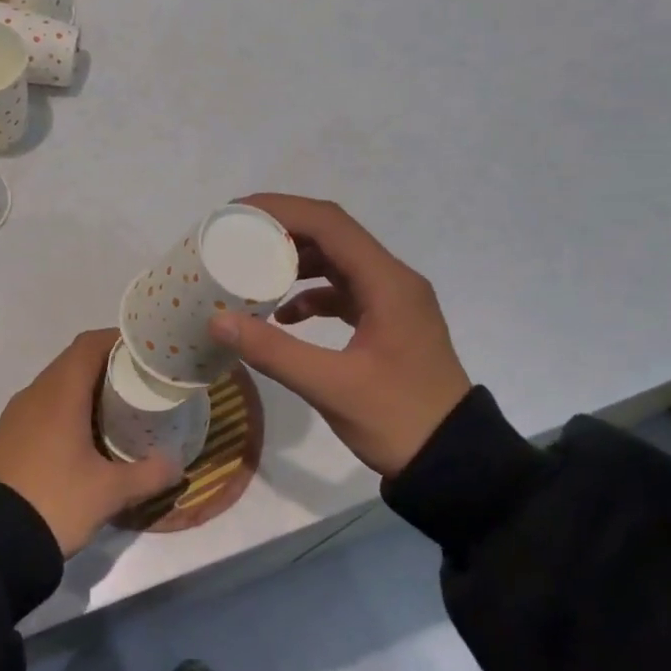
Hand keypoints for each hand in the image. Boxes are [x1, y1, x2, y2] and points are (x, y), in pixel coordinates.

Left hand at [0, 330, 180, 556]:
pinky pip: (42, 406)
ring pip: (56, 384)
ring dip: (85, 386)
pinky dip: (66, 407)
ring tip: (117, 406)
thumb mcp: (110, 492)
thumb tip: (178, 463)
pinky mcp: (8, 436)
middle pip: (73, 361)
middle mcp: (35, 394)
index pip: (89, 345)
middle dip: (107, 364)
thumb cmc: (56, 502)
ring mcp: (17, 415)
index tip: (145, 350)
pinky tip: (84, 435)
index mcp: (60, 394)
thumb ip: (149, 473)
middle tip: (139, 380)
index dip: (117, 339)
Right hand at [210, 195, 469, 478]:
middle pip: (333, 235)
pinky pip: (346, 291)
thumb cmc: (397, 419)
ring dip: (296, 261)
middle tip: (237, 236)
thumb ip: (274, 351)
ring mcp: (393, 301)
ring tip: (253, 269)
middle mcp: (393, 280)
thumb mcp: (331, 387)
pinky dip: (313, 294)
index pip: (330, 224)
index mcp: (387, 283)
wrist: (453, 460)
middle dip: (284, 230)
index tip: (237, 213)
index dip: (282, 210)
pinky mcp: (388, 321)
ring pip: (339, 261)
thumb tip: (217, 320)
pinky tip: (284, 316)